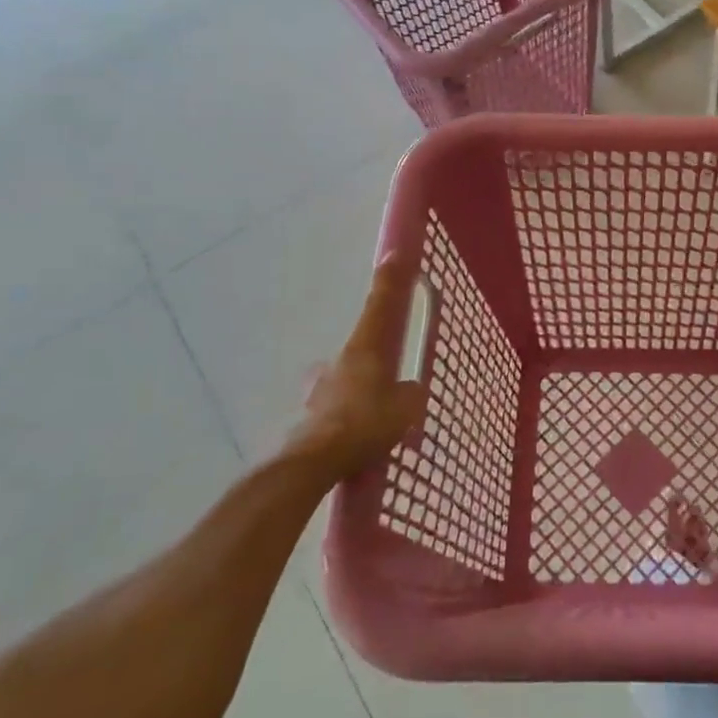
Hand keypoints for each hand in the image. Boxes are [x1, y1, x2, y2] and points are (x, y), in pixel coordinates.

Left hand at [291, 255, 426, 480]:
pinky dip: (343, 419)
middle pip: (360, 348)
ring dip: (355, 392)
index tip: (393, 254)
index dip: (390, 280)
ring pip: (343, 381)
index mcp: (365, 349)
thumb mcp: (406, 408)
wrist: (313, 462)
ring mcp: (318, 387)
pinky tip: (352, 441)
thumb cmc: (365, 424)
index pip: (381, 306)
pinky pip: (333, 410)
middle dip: (372, 360)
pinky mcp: (306, 415)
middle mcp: (338, 361)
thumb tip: (409, 390)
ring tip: (370, 420)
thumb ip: (411, 393)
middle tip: (387, 383)